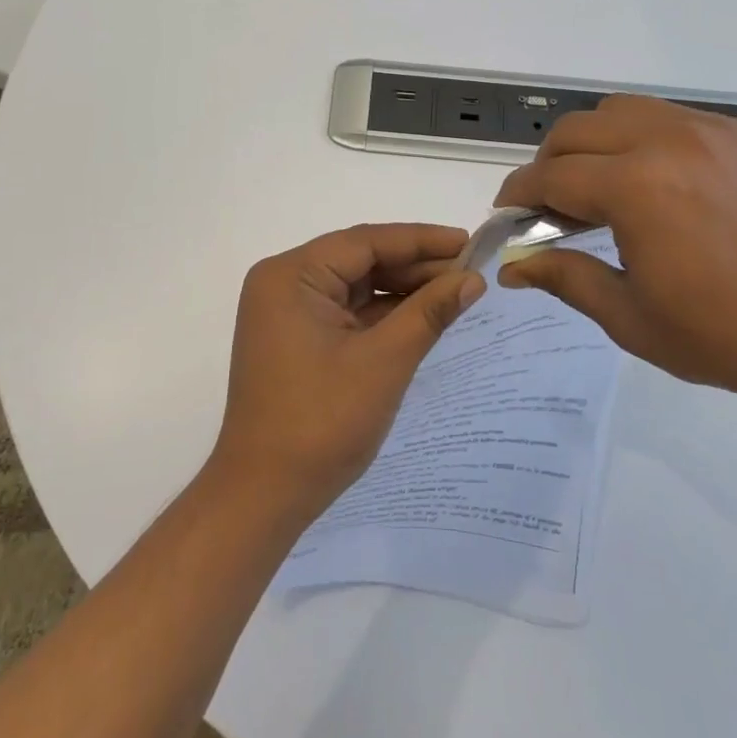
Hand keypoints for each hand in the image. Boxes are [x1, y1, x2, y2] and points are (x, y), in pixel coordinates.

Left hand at [209, 224, 485, 523]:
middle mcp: (285, 283)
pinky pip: (347, 313)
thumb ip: (428, 313)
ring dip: (402, 290)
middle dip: (415, 267)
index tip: (469, 241)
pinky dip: (383, 315)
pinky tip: (423, 315)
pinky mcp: (297, 340)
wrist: (264, 496)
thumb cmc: (322, 422)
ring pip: (356, 287)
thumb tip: (472, 279)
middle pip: (360, 260)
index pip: (365, 241)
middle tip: (470, 272)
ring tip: (456, 291)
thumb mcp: (384, 362)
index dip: (421, 240)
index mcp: (292, 275)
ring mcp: (288, 313)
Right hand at [495, 97, 736, 413]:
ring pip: (624, 110)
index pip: (550, 176)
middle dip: (549, 163)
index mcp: (636, 188)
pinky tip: (665, 182)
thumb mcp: (630, 317)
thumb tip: (510, 267)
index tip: (508, 214)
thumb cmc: (725, 336)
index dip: (518, 195)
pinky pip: (677, 118)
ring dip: (596, 142)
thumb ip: (564, 277)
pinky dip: (650, 140)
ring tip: (604, 184)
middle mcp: (669, 141)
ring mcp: (715, 130)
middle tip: (552, 204)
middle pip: (577, 129)